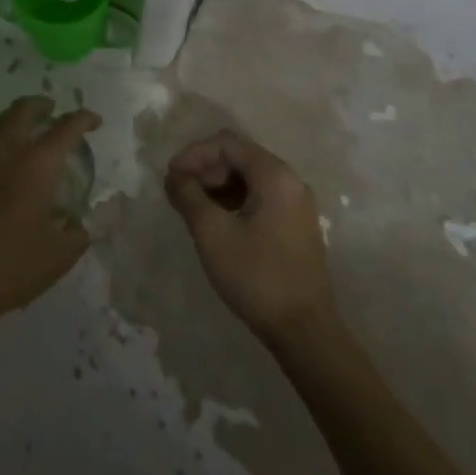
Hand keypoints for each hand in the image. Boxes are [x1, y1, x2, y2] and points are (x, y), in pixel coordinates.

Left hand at [0, 96, 99, 341]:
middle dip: (40, 105)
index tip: (93, 120)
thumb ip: (76, 233)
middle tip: (52, 110)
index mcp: (36, 165)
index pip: (65, 128)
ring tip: (25, 130)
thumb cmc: (11, 268)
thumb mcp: (58, 256)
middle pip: (22, 111)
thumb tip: (79, 224)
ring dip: (14, 119)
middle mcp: (4, 153)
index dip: (83, 119)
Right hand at [166, 130, 338, 344]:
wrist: (305, 331)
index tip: (171, 177)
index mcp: (275, 175)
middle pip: (239, 156)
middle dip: (205, 169)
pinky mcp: (296, 225)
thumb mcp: (212, 233)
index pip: (227, 143)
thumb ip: (188, 196)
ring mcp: (296, 204)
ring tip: (193, 210)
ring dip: (217, 186)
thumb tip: (174, 176)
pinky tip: (217, 224)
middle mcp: (290, 181)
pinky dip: (234, 201)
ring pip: (249, 178)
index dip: (194, 154)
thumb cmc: (257, 277)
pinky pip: (260, 197)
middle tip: (179, 194)